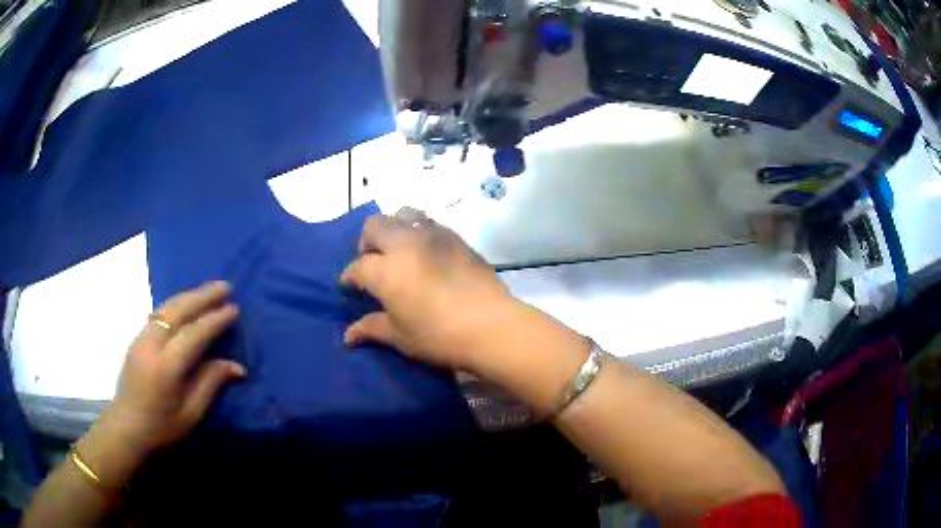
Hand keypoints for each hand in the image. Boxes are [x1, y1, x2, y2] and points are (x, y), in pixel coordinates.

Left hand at [100, 281, 244, 456]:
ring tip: (209, 289)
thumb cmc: (162, 426)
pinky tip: (186, 303)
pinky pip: (159, 313)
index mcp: (167, 367)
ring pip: (167, 307)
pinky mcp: (137, 338)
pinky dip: (176, 303)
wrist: (126, 426)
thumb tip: (237, 366)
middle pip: (178, 311)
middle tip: (225, 286)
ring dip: (189, 295)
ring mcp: (141, 338)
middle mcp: (152, 344)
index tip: (233, 309)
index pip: (194, 334)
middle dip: (203, 296)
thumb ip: (211, 384)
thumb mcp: (191, 413)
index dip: (215, 320)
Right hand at [340, 208, 519, 371]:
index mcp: (386, 269)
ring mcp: (434, 236)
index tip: (349, 287)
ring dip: (395, 229)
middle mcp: (406, 244)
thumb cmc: (439, 336)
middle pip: (375, 225)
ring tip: (400, 252)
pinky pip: (431, 224)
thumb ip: (372, 329)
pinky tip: (428, 255)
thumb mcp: (400, 337)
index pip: (358, 267)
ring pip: (405, 214)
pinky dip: (420, 233)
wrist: (492, 326)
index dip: (349, 277)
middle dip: (367, 242)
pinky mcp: (458, 238)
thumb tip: (348, 336)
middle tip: (374, 263)